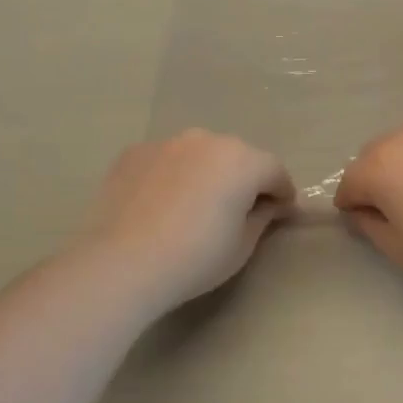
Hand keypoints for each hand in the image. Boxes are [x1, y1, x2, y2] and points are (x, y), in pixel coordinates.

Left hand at [81, 130, 296, 305]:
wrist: (121, 263)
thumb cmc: (194, 258)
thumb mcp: (242, 246)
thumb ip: (262, 218)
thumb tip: (269, 206)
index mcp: (242, 160)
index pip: (274, 171)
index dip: (282, 193)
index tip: (280, 213)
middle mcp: (207, 140)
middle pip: (237, 157)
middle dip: (243, 179)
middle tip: (236, 211)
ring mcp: (167, 142)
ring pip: (199, 155)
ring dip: (205, 173)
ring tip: (193, 207)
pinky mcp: (133, 153)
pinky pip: (165, 161)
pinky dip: (171, 175)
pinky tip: (159, 205)